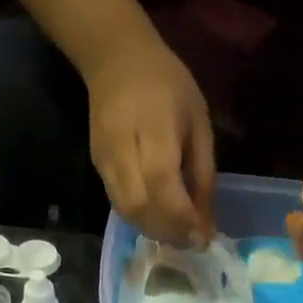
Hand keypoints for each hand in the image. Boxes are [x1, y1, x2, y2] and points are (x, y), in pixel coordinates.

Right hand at [84, 32, 215, 248]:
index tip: (204, 238)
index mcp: (154, 127)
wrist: (115, 59)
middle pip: (140, 205)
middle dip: (168, 231)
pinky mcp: (97, 167)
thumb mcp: (198, 121)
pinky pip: (119, 205)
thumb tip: (206, 222)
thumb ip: (202, 172)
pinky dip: (141, 220)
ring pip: (126, 211)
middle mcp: (123, 148)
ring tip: (178, 236)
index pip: (163, 183)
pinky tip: (159, 221)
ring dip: (154, 231)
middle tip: (192, 242)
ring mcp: (104, 160)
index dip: (183, 217)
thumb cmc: (167, 85)